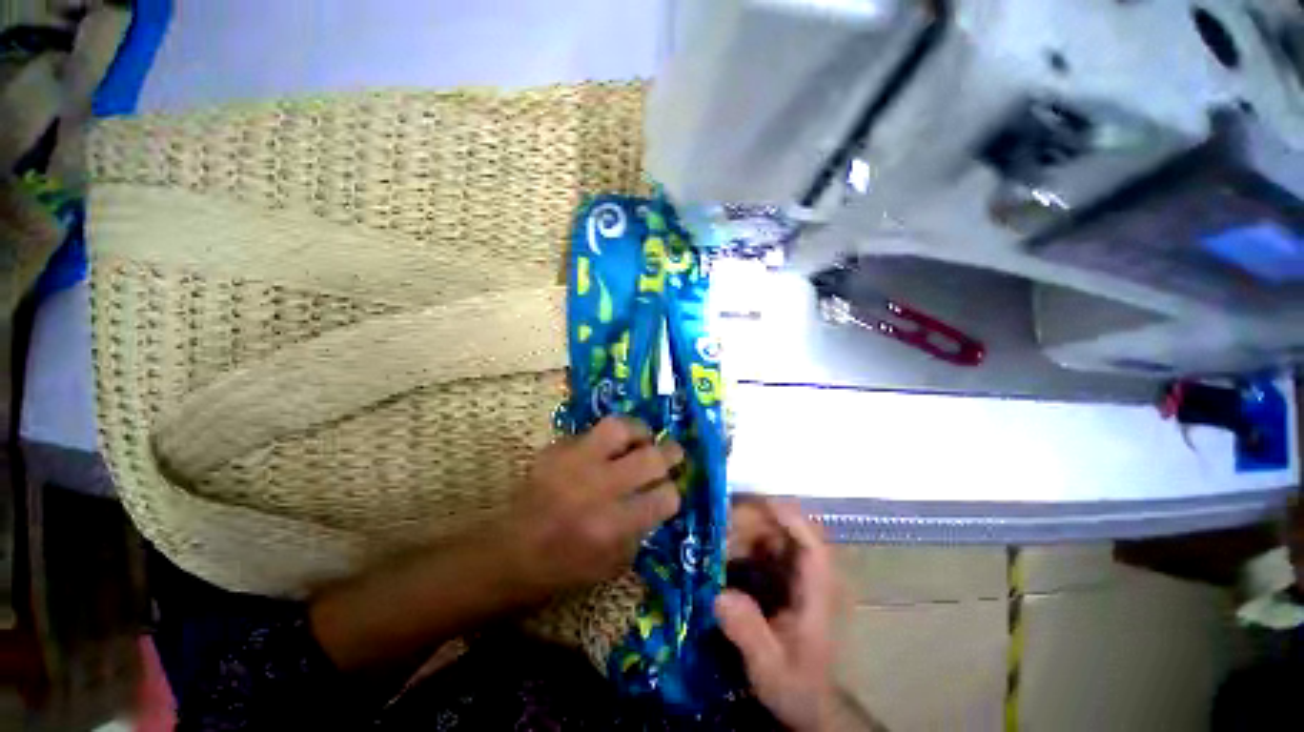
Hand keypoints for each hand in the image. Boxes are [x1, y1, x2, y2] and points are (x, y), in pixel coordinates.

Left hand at [506, 416, 683, 594]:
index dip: (673, 493)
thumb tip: (657, 498)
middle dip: (671, 453)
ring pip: (620, 428)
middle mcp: (599, 488)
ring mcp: (575, 462)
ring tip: (641, 438)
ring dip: (639, 431)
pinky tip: (604, 449)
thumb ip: (641, 530)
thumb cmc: (564, 568)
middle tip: (673, 453)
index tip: (669, 491)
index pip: (665, 497)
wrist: (509, 554)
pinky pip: (591, 432)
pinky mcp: (556, 449)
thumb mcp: (612, 565)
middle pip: (651, 458)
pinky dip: (605, 439)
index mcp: (615, 524)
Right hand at [716, 502, 837, 731]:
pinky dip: (739, 545)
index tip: (751, 504)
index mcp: (817, 591)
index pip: (810, 542)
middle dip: (749, 522)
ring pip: (769, 534)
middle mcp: (808, 573)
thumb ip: (748, 633)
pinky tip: (717, 555)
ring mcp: (795, 573)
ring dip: (741, 532)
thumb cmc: (798, 686)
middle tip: (714, 528)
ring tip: (711, 542)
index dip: (785, 516)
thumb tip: (718, 597)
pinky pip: (759, 548)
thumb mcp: (770, 668)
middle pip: (783, 529)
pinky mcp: (781, 576)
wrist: (810, 703)